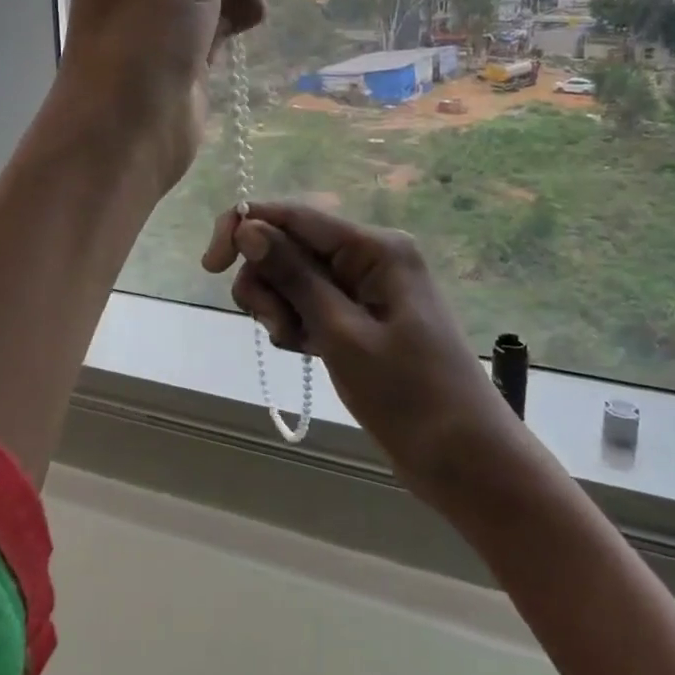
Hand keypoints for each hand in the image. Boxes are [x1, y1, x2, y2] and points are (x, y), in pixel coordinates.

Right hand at [201, 202, 521, 493]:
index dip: (245, 227)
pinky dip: (298, 323)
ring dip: (280, 307)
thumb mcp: (341, 333)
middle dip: (268, 281)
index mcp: (375, 248)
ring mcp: (367, 288)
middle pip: (291, 245)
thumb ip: (294, 276)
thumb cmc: (408, 396)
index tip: (209, 266)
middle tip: (277, 328)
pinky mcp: (362, 317)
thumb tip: (248, 226)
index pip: (295, 215)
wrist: (464, 460)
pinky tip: (306, 352)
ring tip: (296, 346)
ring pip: (296, 277)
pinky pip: (313, 303)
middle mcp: (370, 257)